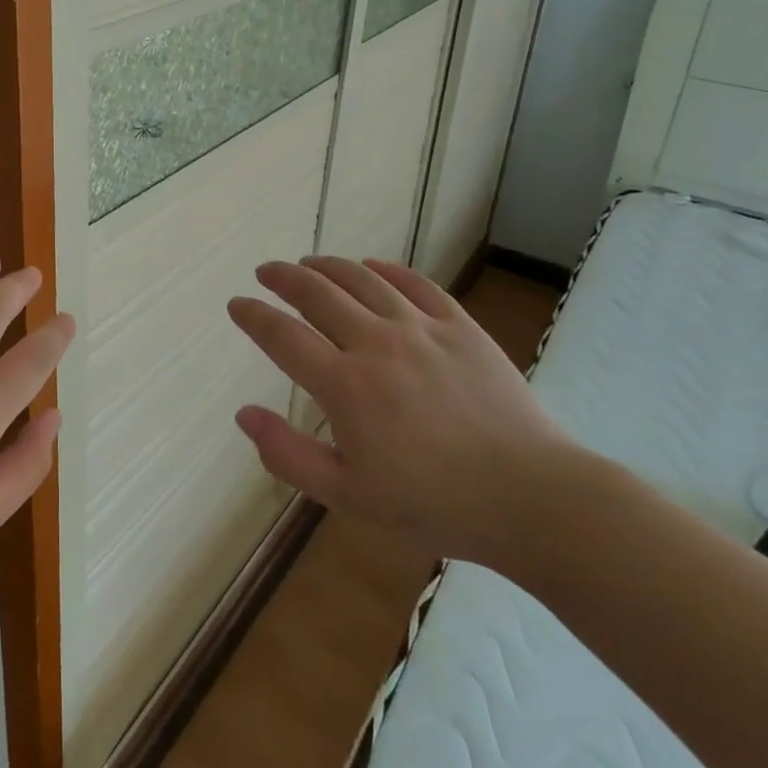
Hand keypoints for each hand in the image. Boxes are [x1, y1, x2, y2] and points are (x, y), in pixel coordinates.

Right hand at [228, 256, 574, 566]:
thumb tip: (244, 414)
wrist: (530, 497)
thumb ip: (288, 454)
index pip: (282, 336)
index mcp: (345, 386)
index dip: (253, 316)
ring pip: (362, 279)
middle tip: (266, 272)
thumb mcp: (348, 495)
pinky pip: (414, 283)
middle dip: (283, 278)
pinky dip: (385, 269)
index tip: (237, 304)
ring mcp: (421, 329)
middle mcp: (377, 344)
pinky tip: (371, 266)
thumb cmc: (433, 503)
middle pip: (317, 294)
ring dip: (327, 266)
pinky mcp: (460, 325)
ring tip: (309, 263)